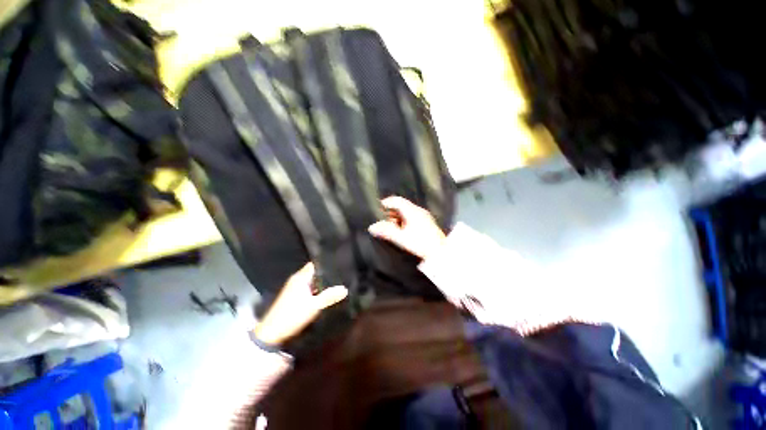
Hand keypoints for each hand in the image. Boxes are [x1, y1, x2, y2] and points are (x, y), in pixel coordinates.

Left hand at [253, 263, 347, 345]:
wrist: (271, 333)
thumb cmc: (292, 315)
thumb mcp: (313, 306)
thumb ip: (329, 296)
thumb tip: (345, 289)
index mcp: (300, 277)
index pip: (315, 264)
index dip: (326, 262)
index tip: (339, 262)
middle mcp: (297, 279)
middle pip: (314, 271)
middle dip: (326, 272)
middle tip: (341, 273)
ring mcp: (294, 287)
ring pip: (311, 280)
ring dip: (321, 281)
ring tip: (337, 281)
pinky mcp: (293, 296)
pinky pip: (308, 287)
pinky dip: (316, 288)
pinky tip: (325, 292)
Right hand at [368, 196, 446, 259]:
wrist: (440, 253)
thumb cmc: (421, 244)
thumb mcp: (401, 238)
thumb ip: (386, 232)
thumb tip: (372, 227)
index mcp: (412, 211)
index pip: (396, 200)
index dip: (386, 203)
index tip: (378, 209)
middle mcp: (418, 211)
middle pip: (401, 207)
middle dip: (390, 213)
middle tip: (382, 222)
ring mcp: (423, 217)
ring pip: (406, 213)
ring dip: (396, 218)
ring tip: (390, 228)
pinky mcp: (426, 223)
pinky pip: (411, 218)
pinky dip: (403, 222)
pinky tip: (401, 232)